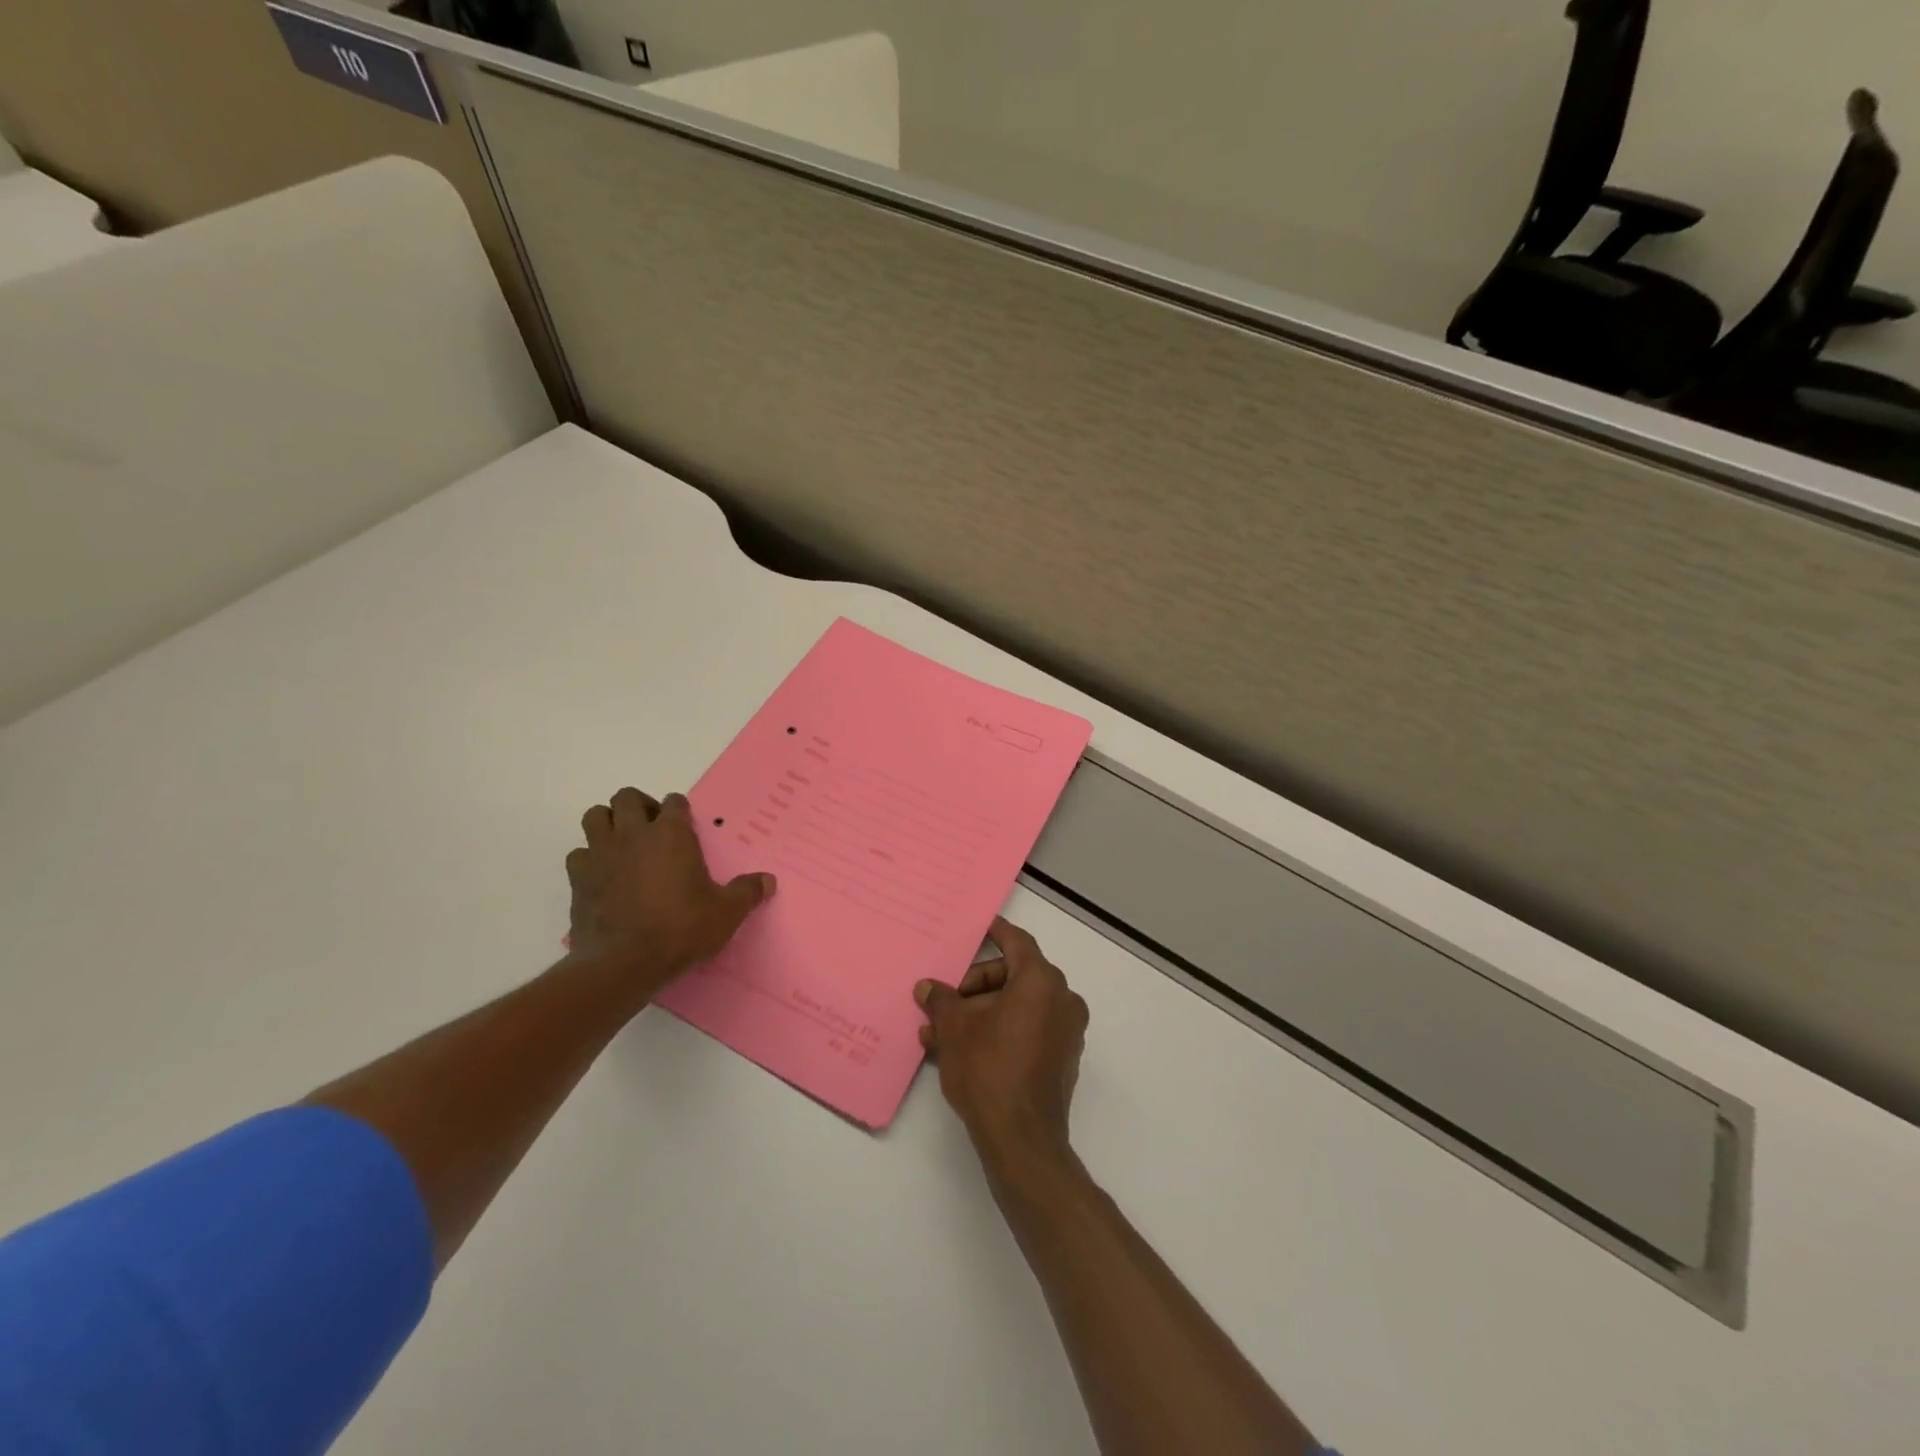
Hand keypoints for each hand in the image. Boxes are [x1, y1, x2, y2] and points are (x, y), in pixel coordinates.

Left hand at [565, 788, 774, 995]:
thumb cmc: (680, 929)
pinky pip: (578, 854)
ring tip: (623, 844)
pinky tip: (602, 875)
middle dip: (639, 806)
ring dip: (608, 823)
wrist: (623, 963)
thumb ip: (747, 892)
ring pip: (595, 816)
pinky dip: (589, 858)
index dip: (680, 810)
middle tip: (652, 829)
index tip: (685, 825)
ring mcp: (601, 854)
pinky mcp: (578, 879)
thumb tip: (769, 881)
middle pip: (627, 798)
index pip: (674, 802)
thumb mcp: (725, 913)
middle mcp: (633, 834)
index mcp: (671, 834)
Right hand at [916, 916, 1089, 1164]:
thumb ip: (941, 1001)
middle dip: (973, 989)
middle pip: (1013, 976)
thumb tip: (927, 988)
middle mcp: (1062, 1000)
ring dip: (980, 1015)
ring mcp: (1066, 1032)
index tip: (982, 925)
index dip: (996, 932)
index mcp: (1041, 982)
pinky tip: (963, 1052)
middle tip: (943, 1005)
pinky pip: (1027, 1030)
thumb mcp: (955, 1029)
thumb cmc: (989, 1070)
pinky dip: (999, 1032)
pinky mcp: (1061, 1059)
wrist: (1022, 1141)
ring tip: (939, 1037)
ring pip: (1017, 1007)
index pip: (1017, 942)